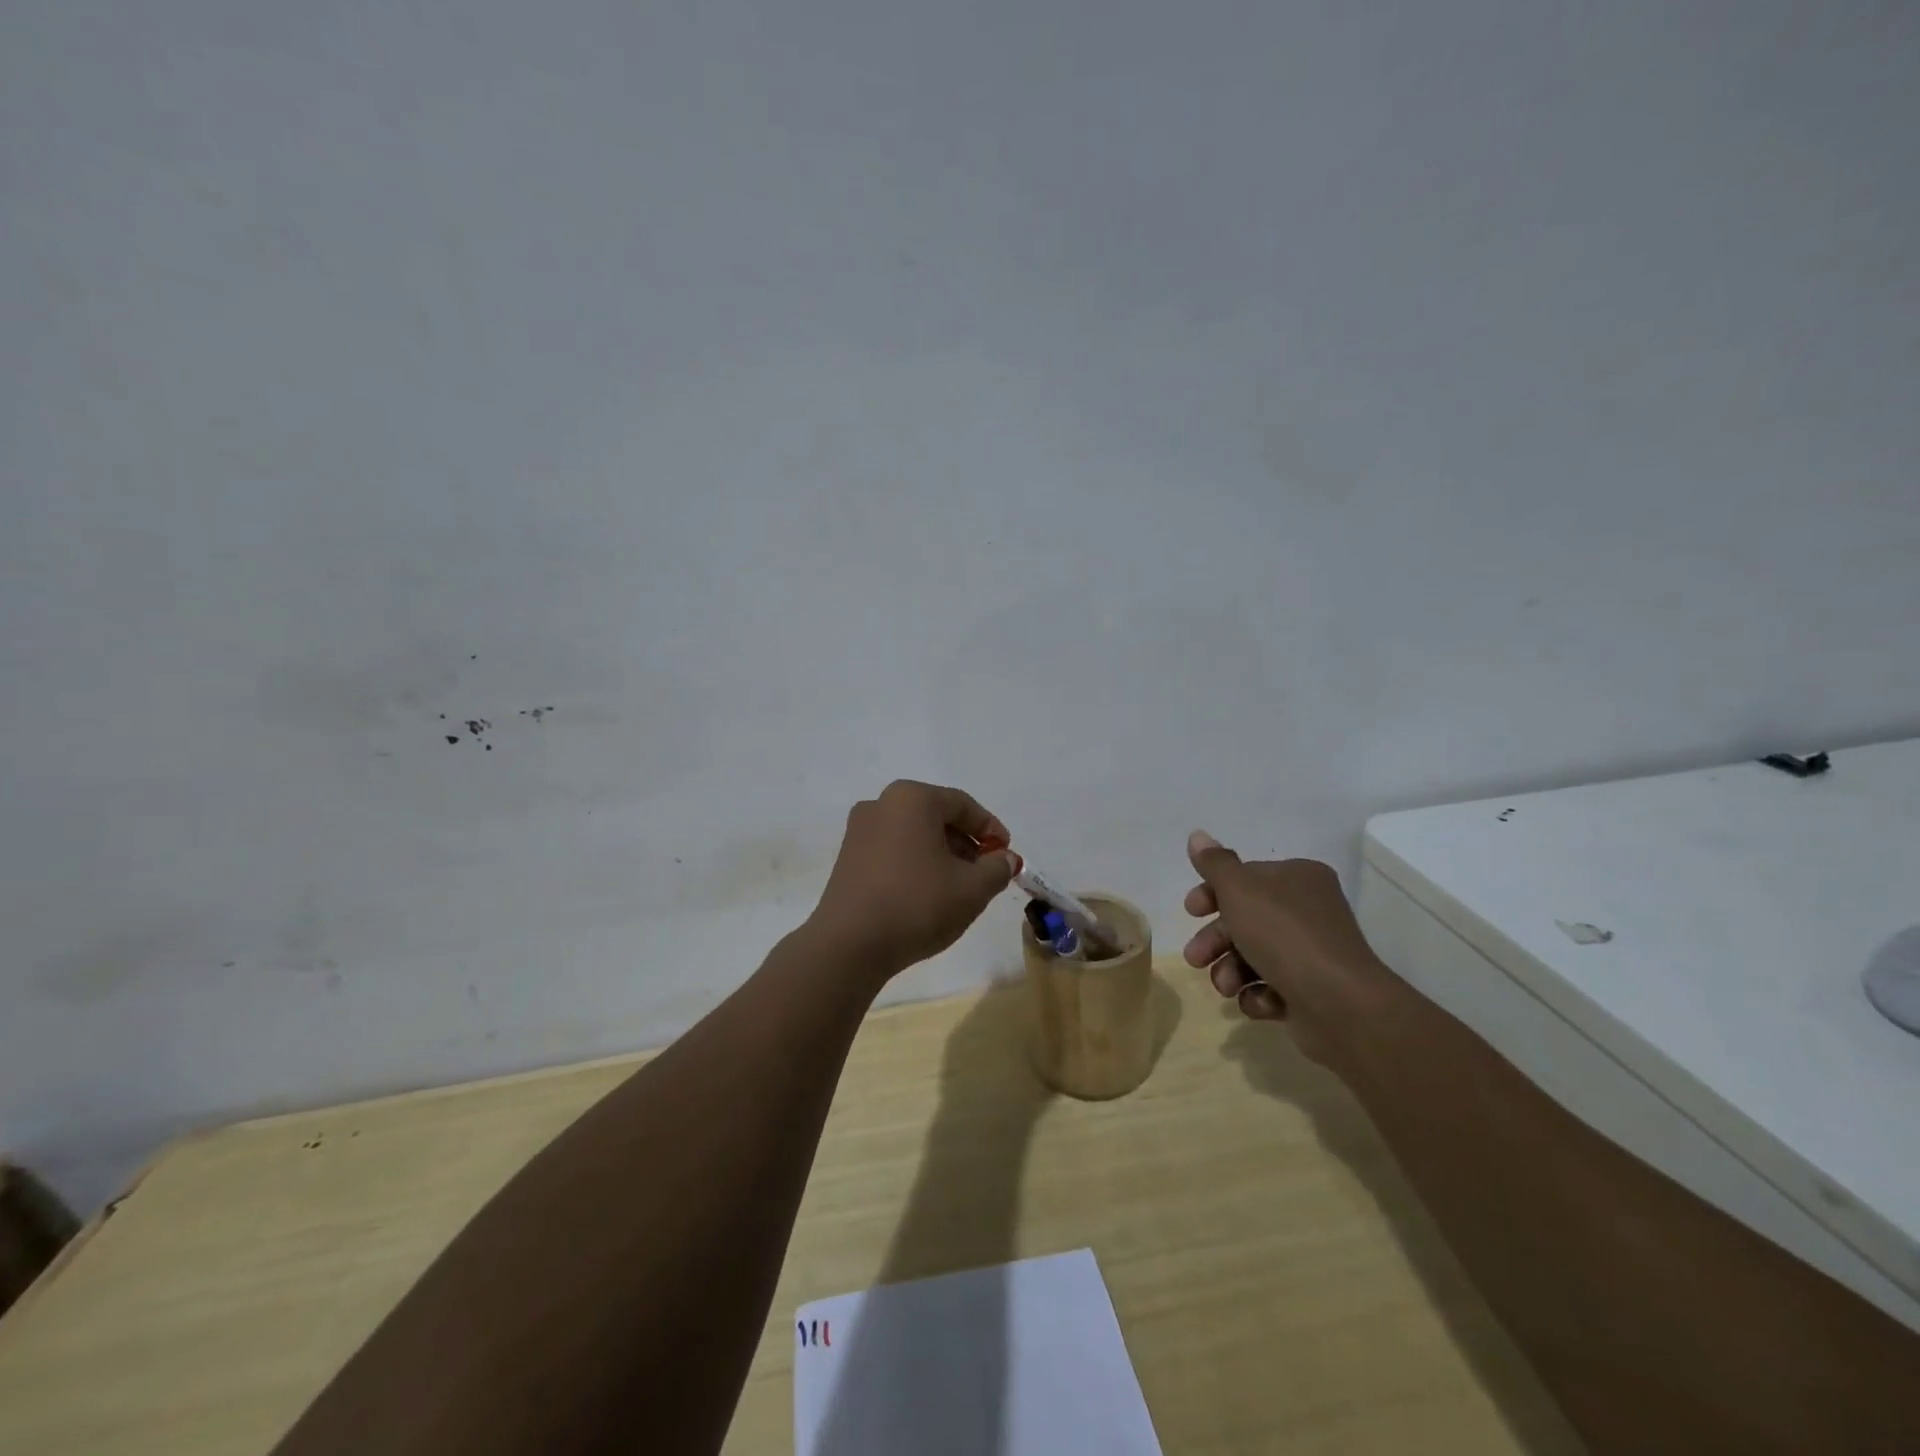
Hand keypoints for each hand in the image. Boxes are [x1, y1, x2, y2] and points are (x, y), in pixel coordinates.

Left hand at [806, 781, 1015, 981]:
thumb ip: (997, 868)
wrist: (849, 945)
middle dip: (965, 843)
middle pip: (936, 817)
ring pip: (914, 835)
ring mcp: (859, 831)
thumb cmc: (917, 904)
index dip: (990, 829)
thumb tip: (1005, 859)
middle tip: (985, 872)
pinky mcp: (847, 858)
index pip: (962, 804)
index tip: (1006, 854)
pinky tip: (927, 895)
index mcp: (912, 798)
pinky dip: (915, 864)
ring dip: (941, 855)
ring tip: (958, 888)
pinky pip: (892, 851)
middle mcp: (881, 804)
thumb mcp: (972, 888)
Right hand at [1181, 830, 1389, 1066]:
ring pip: (1253, 956)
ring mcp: (1312, 953)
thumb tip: (1198, 836)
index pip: (1245, 878)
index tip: (1191, 911)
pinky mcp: (1312, 991)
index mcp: (1298, 878)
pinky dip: (1258, 995)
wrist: (1340, 1004)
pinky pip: (1272, 987)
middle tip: (1196, 958)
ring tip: (1226, 987)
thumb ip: (1215, 863)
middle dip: (1215, 940)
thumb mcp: (1239, 889)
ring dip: (1230, 971)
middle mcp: (1308, 911)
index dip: (1212, 893)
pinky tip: (1259, 1001)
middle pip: (1245, 919)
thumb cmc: (1284, 935)